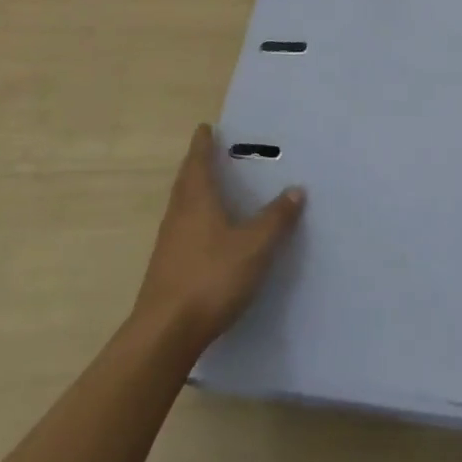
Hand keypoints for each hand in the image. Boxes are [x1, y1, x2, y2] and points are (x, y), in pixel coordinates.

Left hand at [134, 124, 303, 349]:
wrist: (165, 332)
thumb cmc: (211, 277)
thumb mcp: (255, 246)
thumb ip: (276, 218)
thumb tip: (296, 189)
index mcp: (197, 200)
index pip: (198, 161)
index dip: (203, 144)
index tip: (205, 128)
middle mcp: (179, 214)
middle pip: (186, 181)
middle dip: (196, 164)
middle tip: (208, 152)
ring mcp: (168, 242)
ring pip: (181, 205)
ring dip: (193, 191)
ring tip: (209, 187)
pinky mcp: (166, 267)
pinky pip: (181, 229)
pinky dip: (193, 218)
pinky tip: (206, 233)